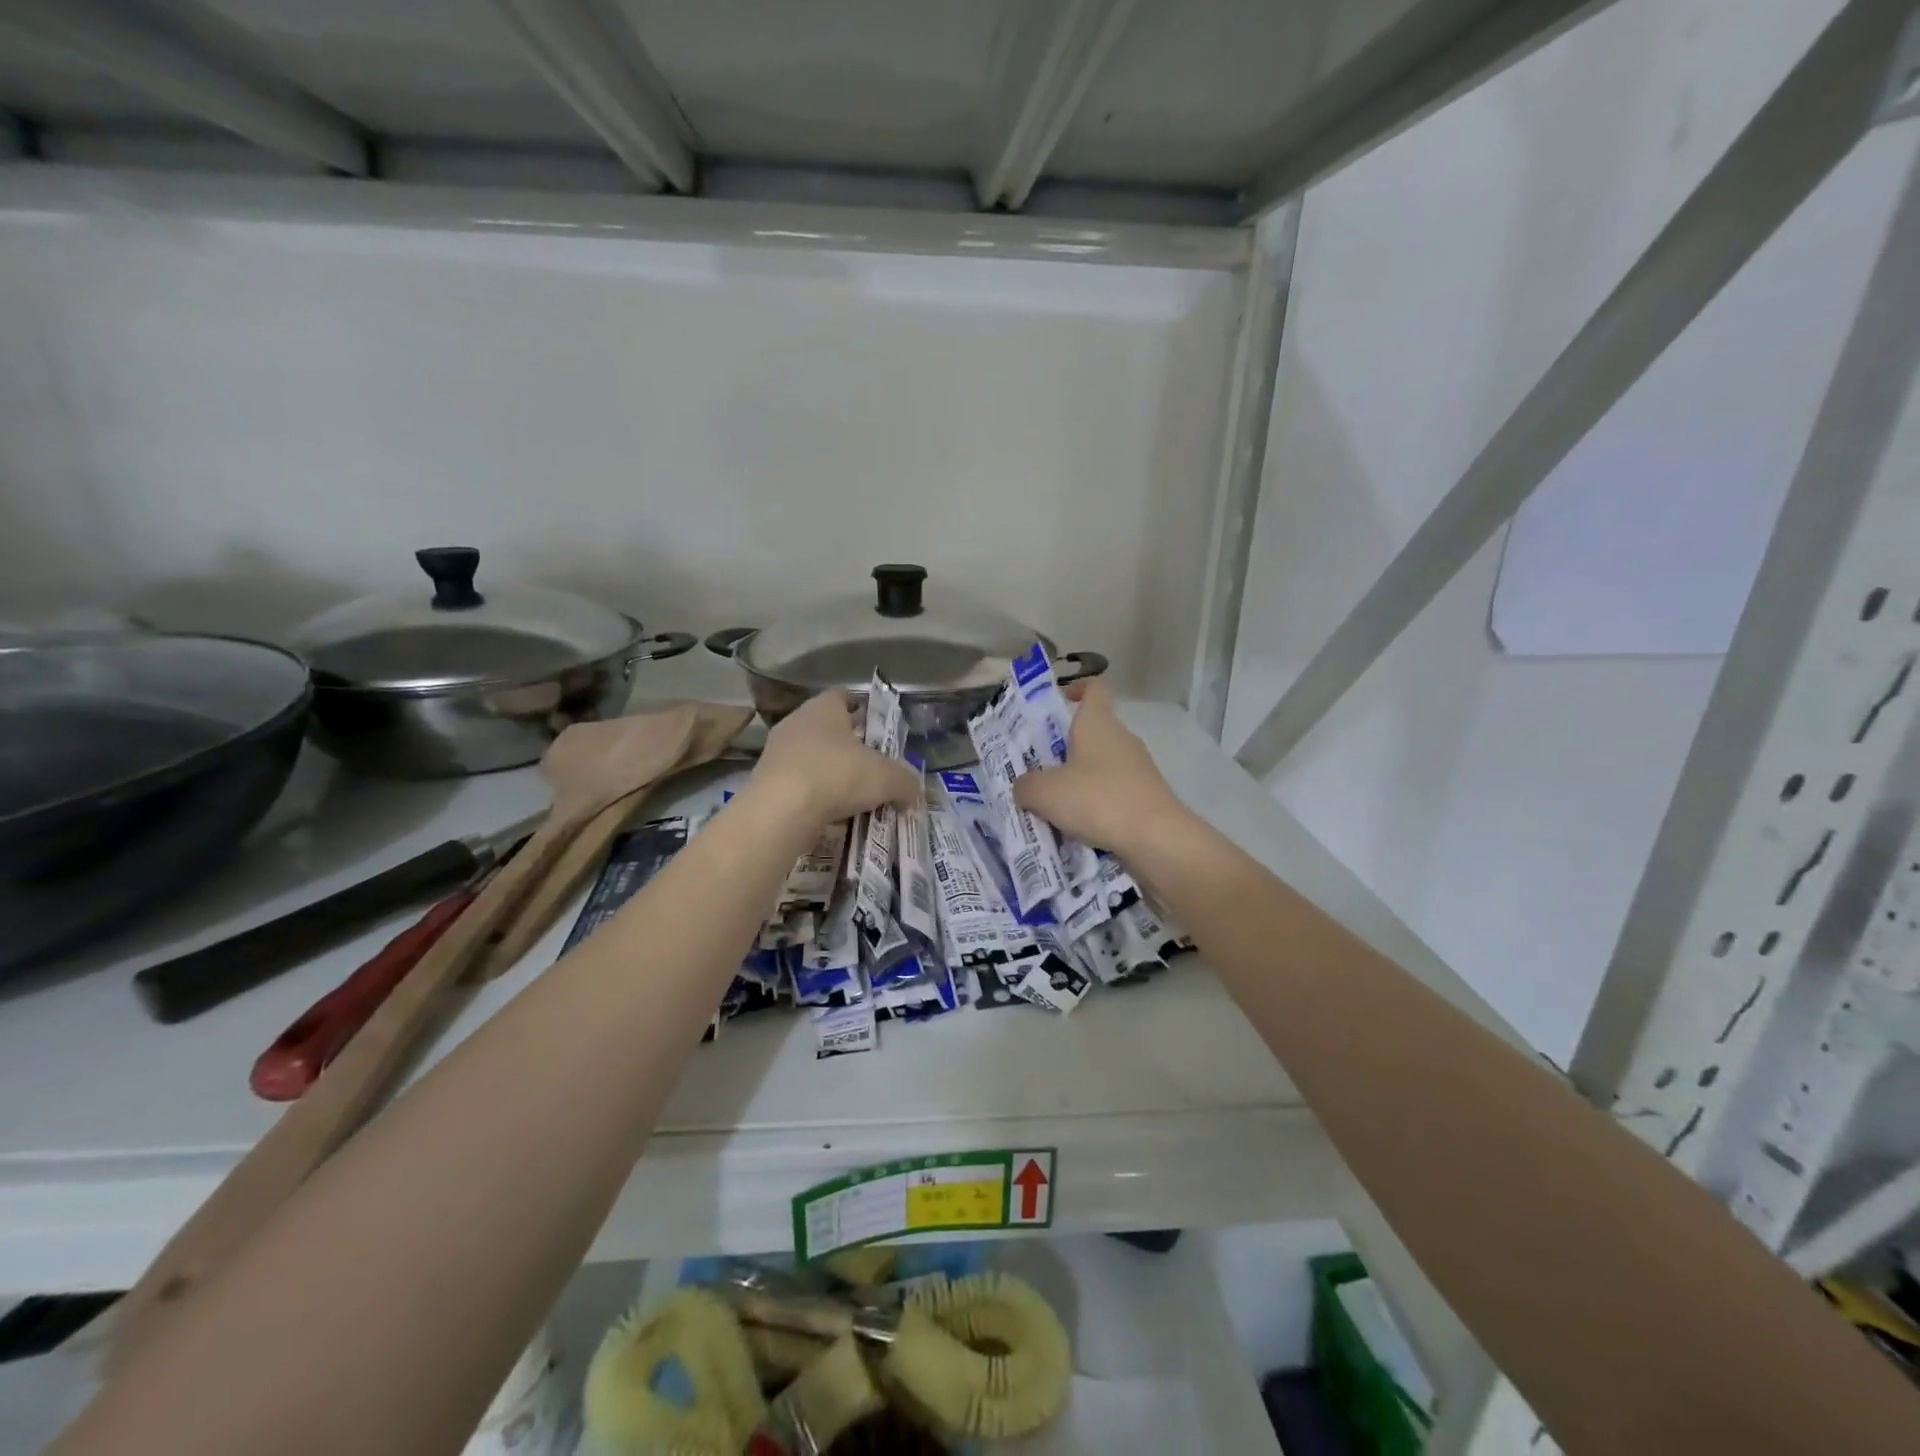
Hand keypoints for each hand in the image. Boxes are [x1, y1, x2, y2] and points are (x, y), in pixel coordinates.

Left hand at [752, 691, 921, 825]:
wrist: (780, 812)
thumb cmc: (837, 776)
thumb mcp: (886, 778)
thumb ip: (906, 782)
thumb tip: (913, 791)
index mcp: (824, 707)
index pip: (844, 697)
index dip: (863, 709)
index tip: (878, 729)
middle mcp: (796, 722)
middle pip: (828, 729)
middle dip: (850, 747)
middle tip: (873, 766)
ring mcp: (777, 752)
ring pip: (812, 758)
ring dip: (832, 774)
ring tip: (854, 796)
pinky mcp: (766, 782)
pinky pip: (799, 784)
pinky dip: (815, 796)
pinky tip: (831, 814)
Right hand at [1012, 681, 1185, 853]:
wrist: (1156, 839)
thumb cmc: (1097, 799)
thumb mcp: (1045, 793)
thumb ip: (1026, 785)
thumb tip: (1024, 787)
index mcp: (1098, 723)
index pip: (1093, 689)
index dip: (1076, 689)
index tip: (1059, 701)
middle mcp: (1121, 738)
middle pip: (1092, 731)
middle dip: (1065, 746)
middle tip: (1037, 766)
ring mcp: (1138, 768)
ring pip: (1101, 765)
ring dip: (1079, 779)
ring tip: (1052, 803)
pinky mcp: (1146, 796)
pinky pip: (1113, 793)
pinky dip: (1096, 804)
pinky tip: (1077, 826)